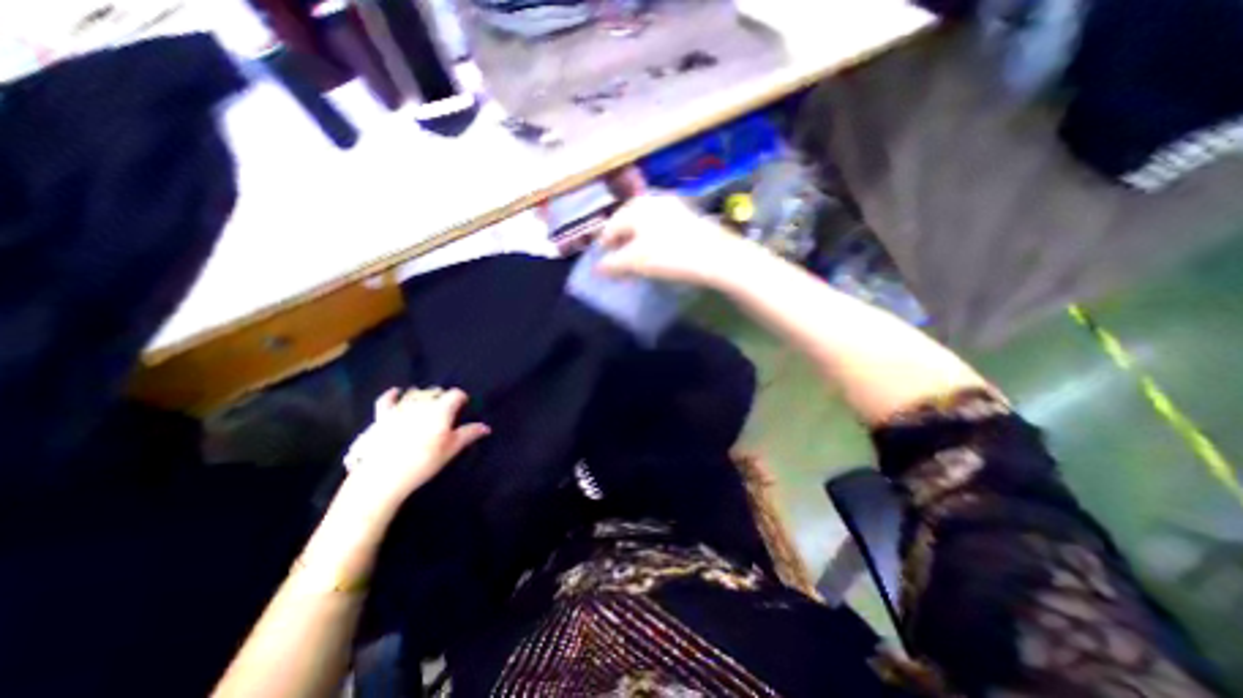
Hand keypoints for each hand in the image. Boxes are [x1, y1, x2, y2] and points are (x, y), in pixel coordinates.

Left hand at [344, 386, 496, 512]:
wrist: (383, 476)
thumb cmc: (423, 461)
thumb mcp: (451, 449)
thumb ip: (469, 434)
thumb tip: (486, 427)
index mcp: (441, 409)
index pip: (456, 394)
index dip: (462, 399)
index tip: (464, 407)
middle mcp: (421, 403)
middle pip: (435, 391)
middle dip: (443, 396)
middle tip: (447, 409)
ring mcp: (400, 408)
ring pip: (415, 393)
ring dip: (423, 395)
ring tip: (427, 403)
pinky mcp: (381, 417)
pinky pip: (386, 400)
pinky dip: (392, 394)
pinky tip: (396, 392)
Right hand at [597, 190, 751, 286]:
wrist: (716, 256)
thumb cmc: (670, 255)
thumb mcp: (635, 262)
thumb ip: (612, 264)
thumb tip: (598, 268)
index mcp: (636, 207)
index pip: (610, 227)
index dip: (606, 248)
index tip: (606, 266)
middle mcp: (652, 200)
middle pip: (628, 224)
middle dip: (622, 245)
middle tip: (621, 264)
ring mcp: (672, 206)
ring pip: (645, 226)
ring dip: (638, 244)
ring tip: (638, 262)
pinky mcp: (688, 217)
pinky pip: (661, 228)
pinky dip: (654, 241)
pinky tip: (659, 255)